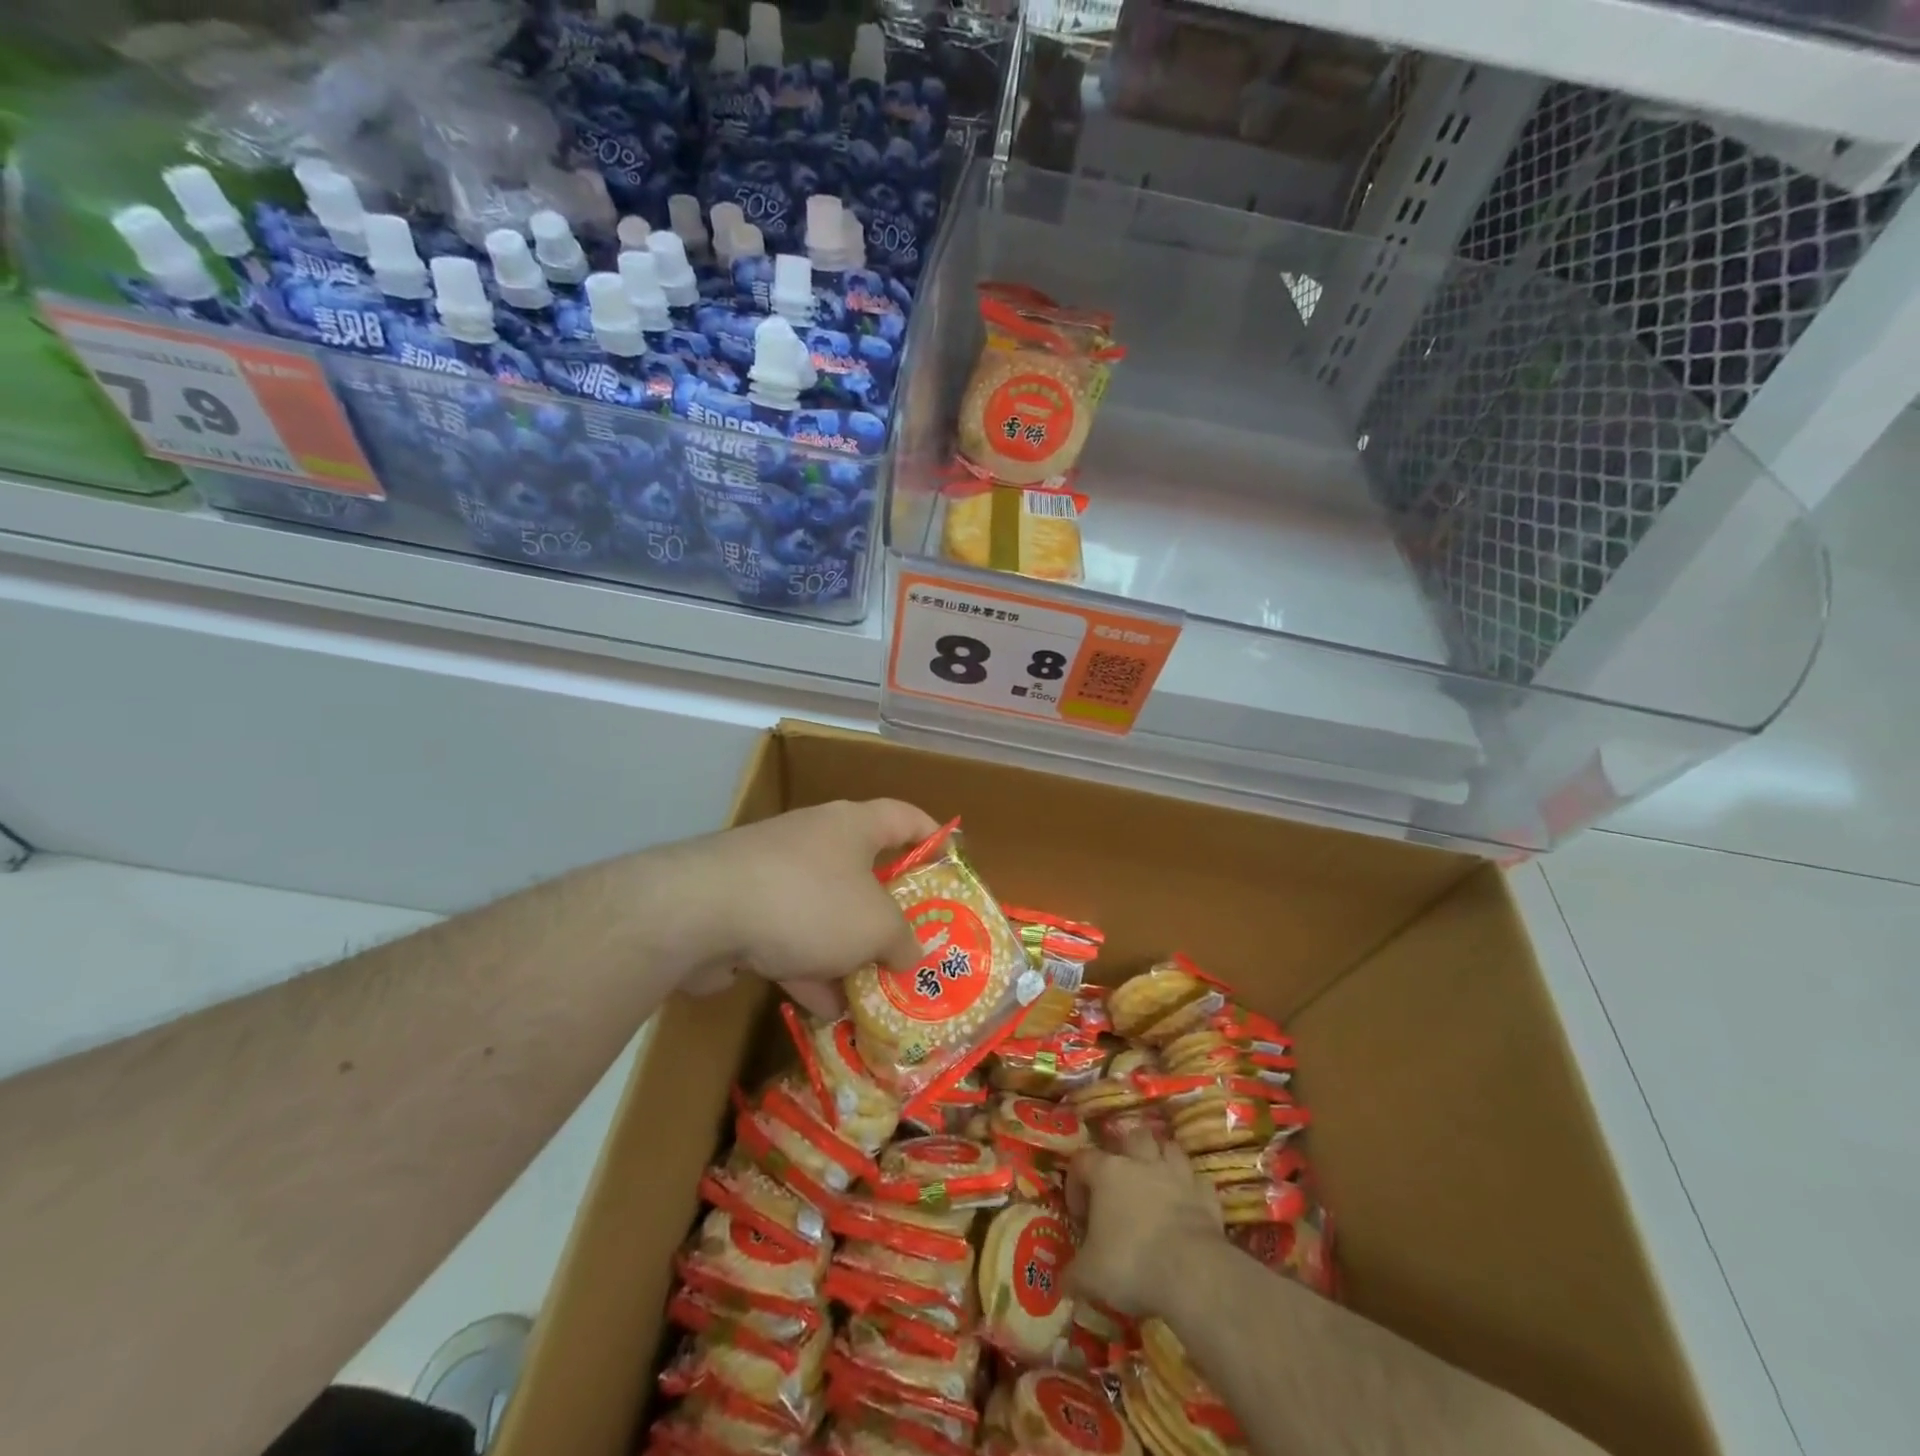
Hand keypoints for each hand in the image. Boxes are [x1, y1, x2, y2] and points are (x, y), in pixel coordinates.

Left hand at [675, 799, 939, 1016]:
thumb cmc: (810, 901)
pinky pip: (791, 939)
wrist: (702, 913)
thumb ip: (903, 940)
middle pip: (866, 872)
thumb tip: (911, 954)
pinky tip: (830, 1011)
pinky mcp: (745, 911)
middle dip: (889, 914)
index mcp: (853, 826)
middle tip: (915, 946)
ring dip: (850, 953)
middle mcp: (816, 842)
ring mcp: (777, 876)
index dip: (933, 838)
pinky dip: (811, 970)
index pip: (905, 817)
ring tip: (878, 993)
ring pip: (828, 913)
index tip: (951, 866)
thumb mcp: (876, 925)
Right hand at [1067, 1133, 1225, 1317]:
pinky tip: (1187, 1208)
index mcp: (1107, 1172)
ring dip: (1161, 1162)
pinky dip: (1191, 1191)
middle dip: (1127, 1153)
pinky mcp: (1206, 1196)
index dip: (1076, 1184)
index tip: (1080, 1217)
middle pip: (1132, 1137)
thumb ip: (1074, 1273)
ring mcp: (1178, 1175)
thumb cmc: (1131, 1263)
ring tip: (1156, 1186)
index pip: (1082, 1160)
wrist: (1192, 1273)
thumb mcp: (1089, 1276)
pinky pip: (1197, 1183)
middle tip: (1122, 1184)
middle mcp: (1142, 1163)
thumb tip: (1065, 1282)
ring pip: (1168, 1148)